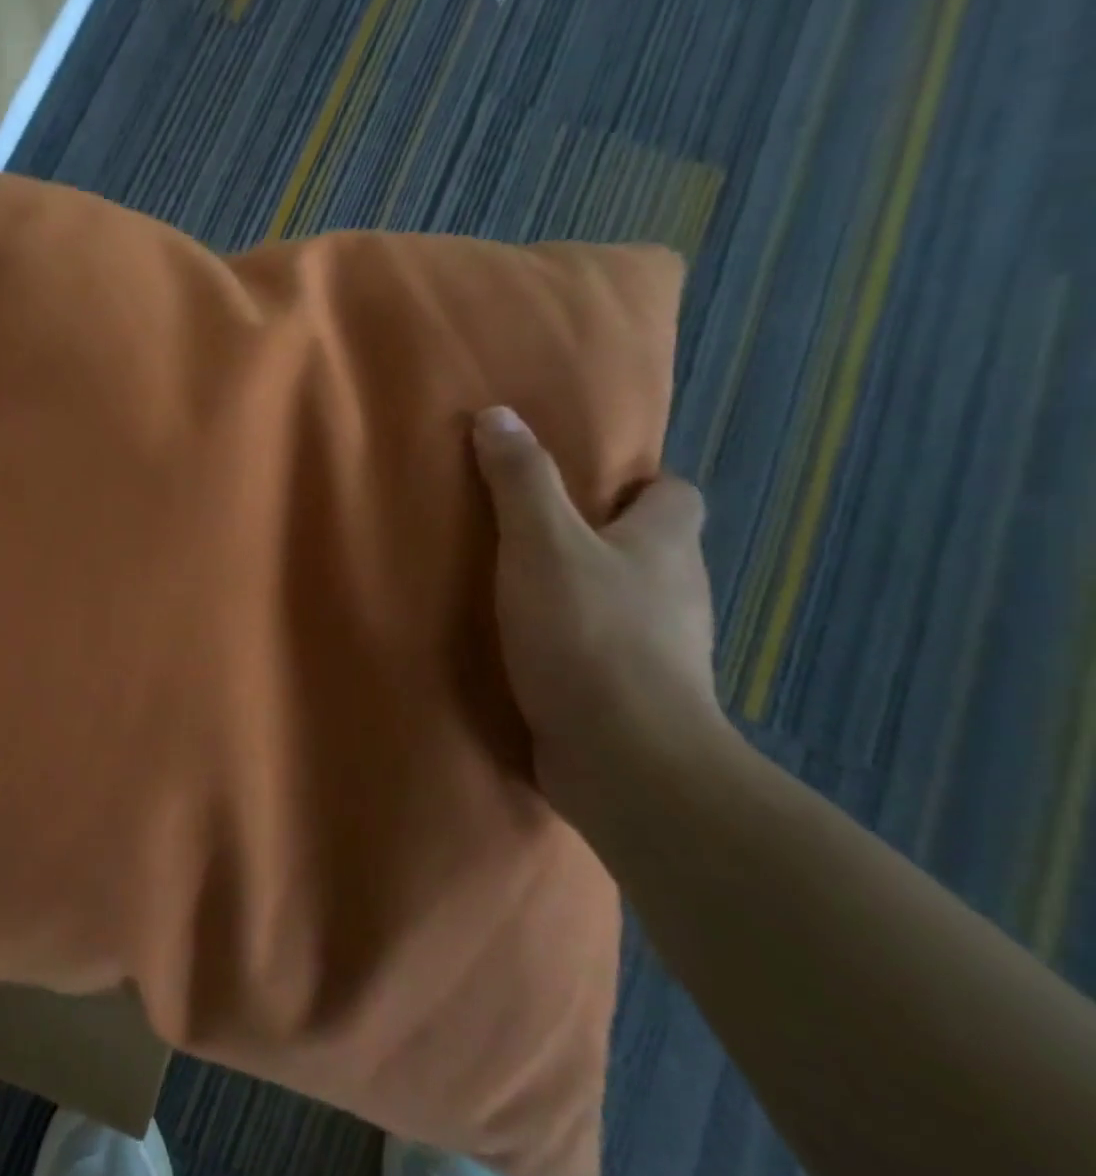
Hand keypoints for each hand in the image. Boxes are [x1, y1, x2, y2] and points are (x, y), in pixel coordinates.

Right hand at [471, 406, 724, 805]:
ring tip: (524, 593)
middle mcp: (678, 592)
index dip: (637, 484)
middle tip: (534, 536)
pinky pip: (610, 656)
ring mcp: (664, 651)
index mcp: (666, 544)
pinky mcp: (638, 698)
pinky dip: (579, 648)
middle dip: (603, 540)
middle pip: (650, 550)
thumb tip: (498, 414)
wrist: (626, 760)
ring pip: (630, 604)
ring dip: (589, 595)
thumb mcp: (542, 544)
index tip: (583, 488)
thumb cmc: (587, 634)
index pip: (675, 494)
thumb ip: (521, 481)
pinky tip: (533, 654)